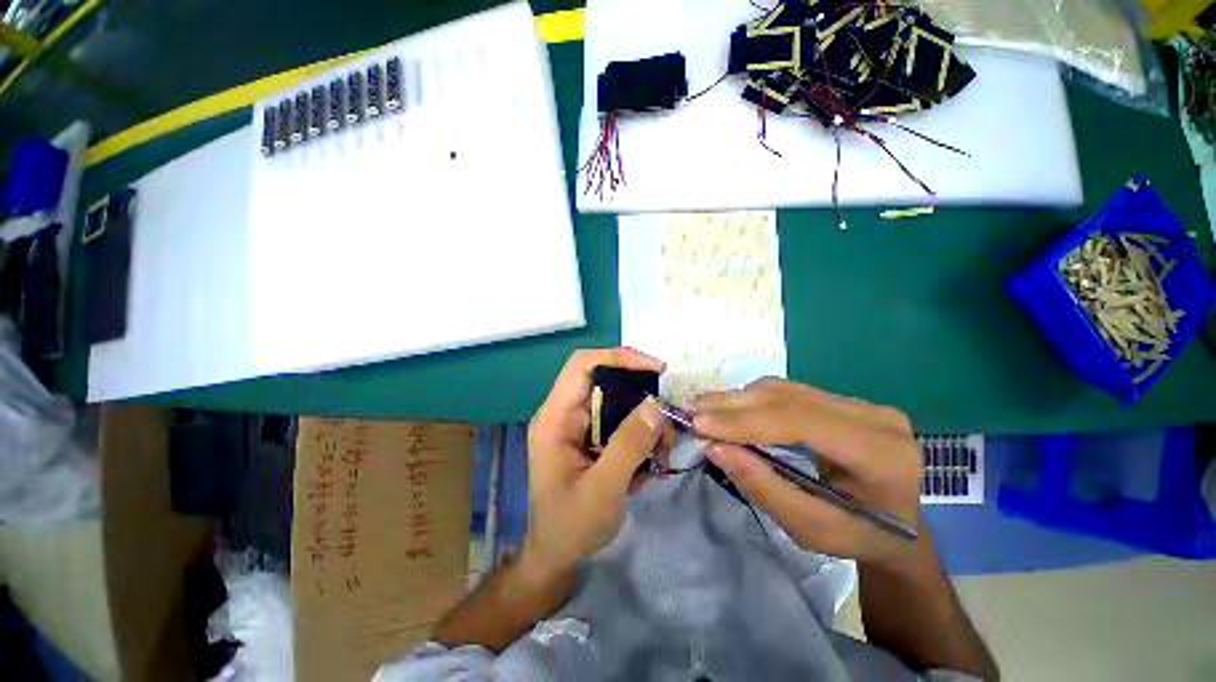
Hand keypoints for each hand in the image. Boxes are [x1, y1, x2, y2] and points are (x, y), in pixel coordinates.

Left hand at [522, 348, 675, 578]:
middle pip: (605, 381)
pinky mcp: (589, 438)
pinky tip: (650, 461)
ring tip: (663, 450)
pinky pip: (619, 422)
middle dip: (641, 396)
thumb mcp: (604, 489)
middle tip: (667, 420)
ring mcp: (576, 425)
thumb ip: (630, 444)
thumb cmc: (571, 526)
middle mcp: (564, 413)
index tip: (656, 369)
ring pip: (618, 402)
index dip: (619, 357)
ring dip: (645, 420)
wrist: (555, 556)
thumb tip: (656, 404)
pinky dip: (640, 435)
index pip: (583, 365)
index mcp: (555, 418)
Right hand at [692, 378, 922, 565]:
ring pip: (785, 389)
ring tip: (702, 406)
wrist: (898, 528)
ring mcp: (861, 404)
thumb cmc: (857, 537)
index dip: (744, 420)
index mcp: (879, 453)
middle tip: (691, 409)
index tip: (700, 424)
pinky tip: (729, 406)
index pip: (799, 420)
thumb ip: (763, 486)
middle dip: (733, 404)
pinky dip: (752, 399)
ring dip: (738, 398)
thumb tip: (716, 448)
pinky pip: (789, 392)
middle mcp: (874, 417)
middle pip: (788, 398)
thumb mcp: (809, 528)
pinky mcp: (845, 401)